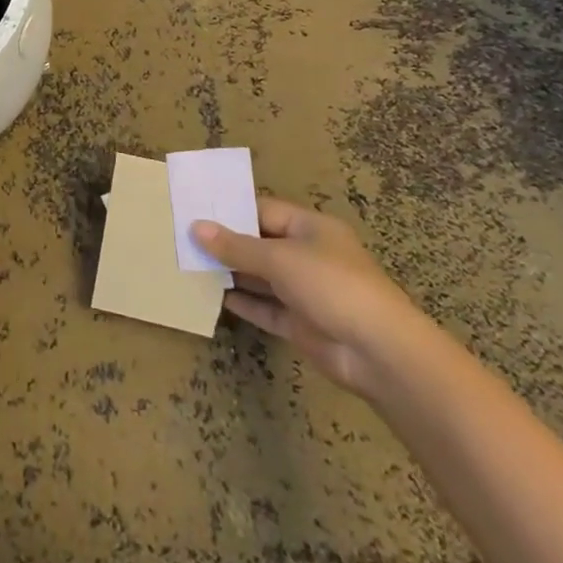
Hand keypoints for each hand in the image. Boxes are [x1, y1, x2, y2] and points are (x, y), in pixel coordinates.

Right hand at [194, 197, 424, 397]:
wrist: (379, 352)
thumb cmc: (331, 286)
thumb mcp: (279, 258)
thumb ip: (236, 246)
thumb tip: (196, 228)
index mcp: (311, 228)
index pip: (264, 210)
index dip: (231, 211)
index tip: (194, 211)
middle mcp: (309, 255)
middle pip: (261, 243)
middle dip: (226, 243)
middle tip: (183, 239)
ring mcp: (307, 291)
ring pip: (261, 277)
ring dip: (231, 274)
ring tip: (190, 267)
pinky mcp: (303, 324)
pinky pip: (267, 308)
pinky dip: (244, 303)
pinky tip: (215, 298)